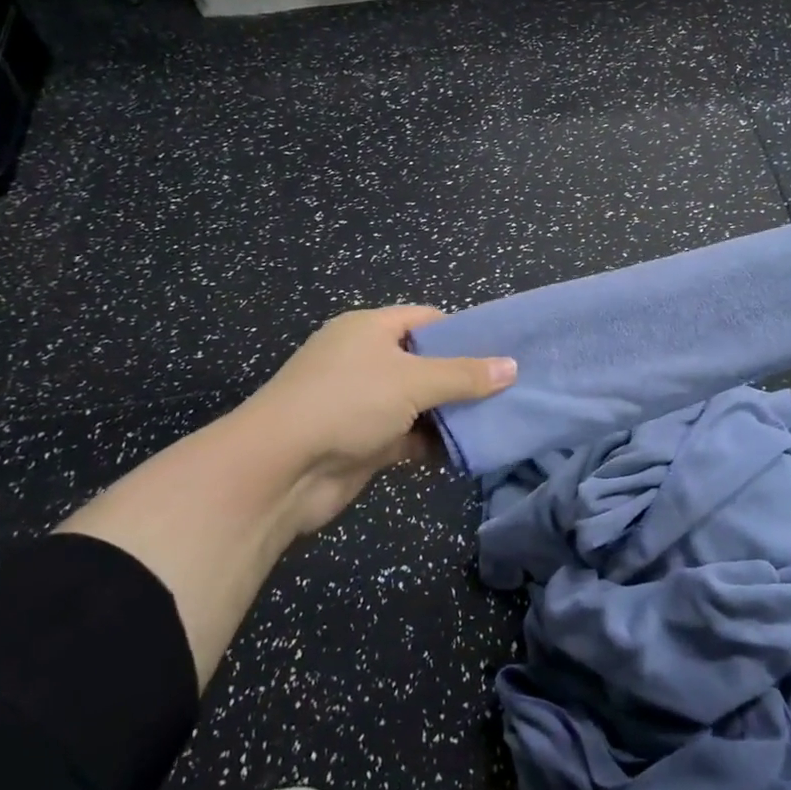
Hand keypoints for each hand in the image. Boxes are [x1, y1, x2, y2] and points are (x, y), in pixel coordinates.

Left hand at [241, 306, 515, 538]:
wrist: (278, 470)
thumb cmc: (346, 403)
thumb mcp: (412, 380)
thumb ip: (464, 375)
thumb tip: (512, 367)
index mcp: (370, 329)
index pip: (426, 319)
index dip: (463, 332)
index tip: (501, 350)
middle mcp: (365, 360)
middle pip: (425, 362)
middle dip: (463, 377)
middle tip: (509, 388)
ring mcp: (362, 403)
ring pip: (419, 402)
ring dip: (451, 414)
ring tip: (499, 419)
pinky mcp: (363, 442)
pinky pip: (408, 436)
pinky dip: (433, 443)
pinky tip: (468, 451)